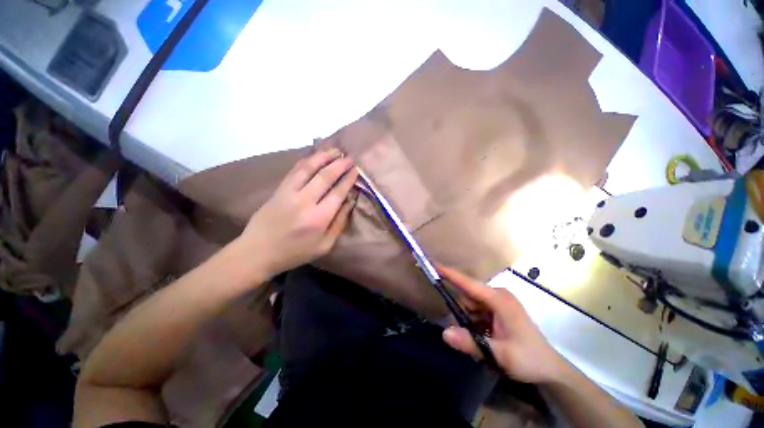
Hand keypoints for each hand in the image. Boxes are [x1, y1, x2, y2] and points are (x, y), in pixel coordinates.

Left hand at [238, 148, 357, 277]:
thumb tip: (350, 201)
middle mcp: (305, 202)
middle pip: (325, 176)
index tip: (356, 170)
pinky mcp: (279, 190)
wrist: (258, 252)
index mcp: (319, 218)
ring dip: (324, 156)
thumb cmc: (295, 252)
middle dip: (340, 164)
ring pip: (309, 168)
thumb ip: (339, 223)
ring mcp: (289, 193)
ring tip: (335, 150)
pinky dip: (307, 160)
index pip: (338, 192)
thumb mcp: (325, 245)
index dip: (349, 179)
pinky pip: (295, 170)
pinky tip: (315, 156)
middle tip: (350, 158)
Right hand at [439, 266, 570, 383]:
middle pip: (467, 296)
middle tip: (474, 335)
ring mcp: (497, 302)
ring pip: (470, 304)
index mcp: (499, 299)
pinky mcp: (497, 309)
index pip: (468, 284)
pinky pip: (476, 311)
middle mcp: (497, 295)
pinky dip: (474, 323)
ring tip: (484, 340)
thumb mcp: (500, 355)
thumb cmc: (529, 359)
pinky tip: (485, 337)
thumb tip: (444, 332)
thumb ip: (471, 343)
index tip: (432, 264)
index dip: (450, 274)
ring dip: (469, 321)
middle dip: (463, 314)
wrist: (550, 369)